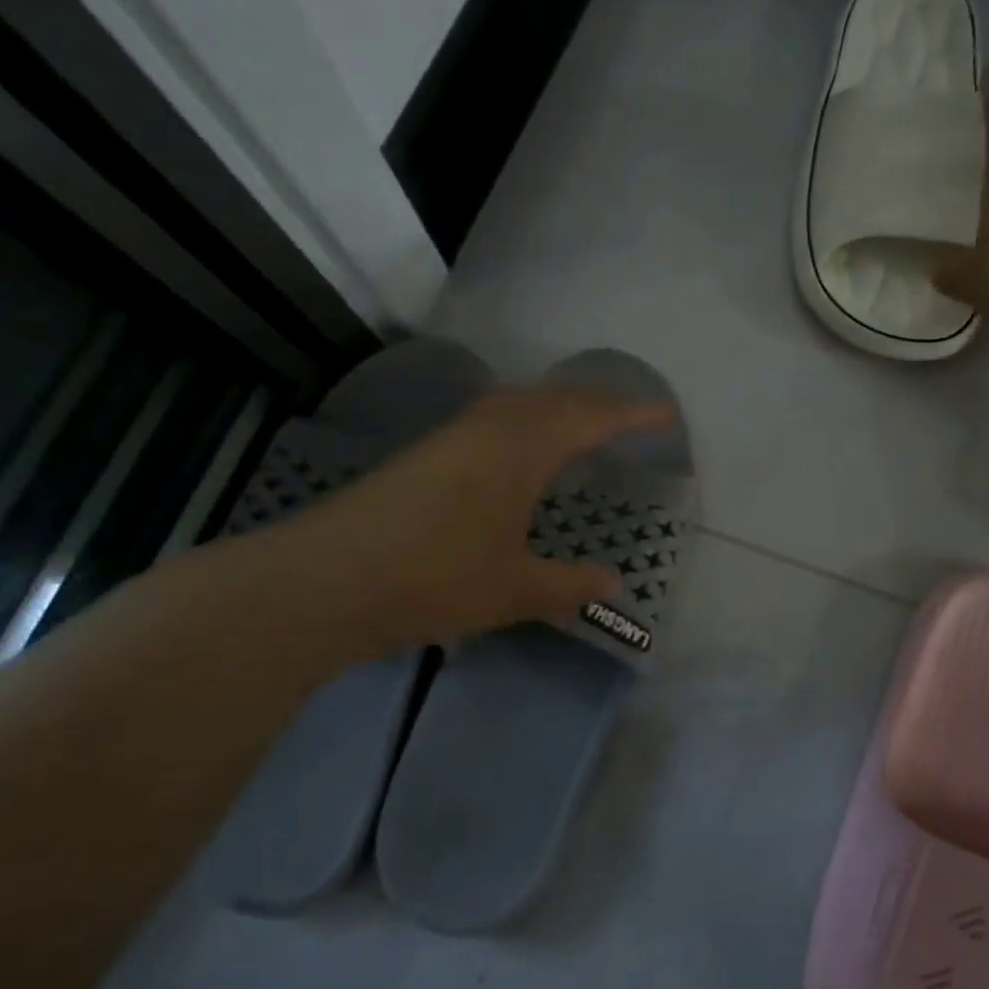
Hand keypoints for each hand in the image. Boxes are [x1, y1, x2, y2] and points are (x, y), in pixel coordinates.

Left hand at [240, 388, 671, 662]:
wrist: (323, 580)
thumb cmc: (433, 579)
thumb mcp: (513, 590)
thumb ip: (568, 585)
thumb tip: (613, 584)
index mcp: (521, 448)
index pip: (590, 419)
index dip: (631, 415)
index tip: (665, 413)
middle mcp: (488, 427)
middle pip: (554, 398)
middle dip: (596, 403)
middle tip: (628, 417)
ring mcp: (450, 436)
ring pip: (517, 403)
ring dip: (555, 407)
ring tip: (579, 425)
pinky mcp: (424, 453)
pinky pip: (491, 417)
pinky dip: (522, 420)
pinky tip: (515, 448)